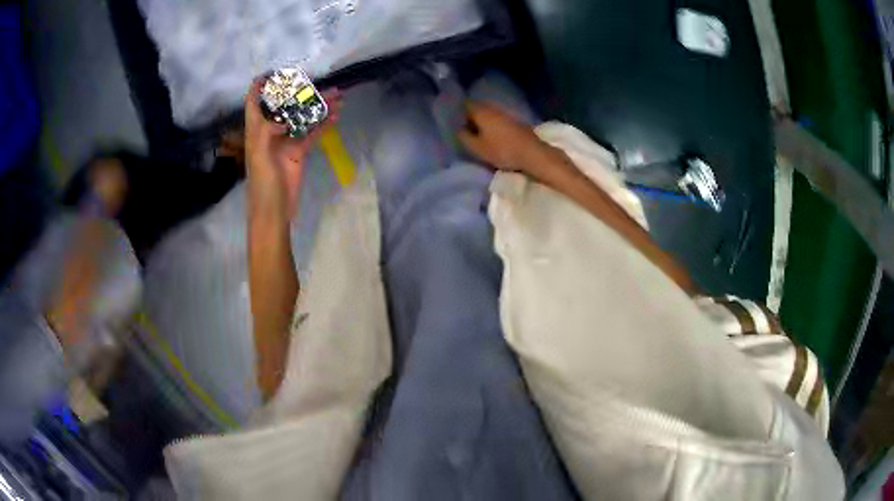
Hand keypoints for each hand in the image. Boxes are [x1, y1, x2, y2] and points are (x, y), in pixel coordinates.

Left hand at [244, 79, 341, 217]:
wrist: (274, 210)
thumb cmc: (261, 184)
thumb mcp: (259, 156)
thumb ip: (266, 132)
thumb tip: (284, 117)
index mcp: (255, 130)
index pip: (254, 102)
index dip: (259, 86)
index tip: (271, 73)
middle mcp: (270, 131)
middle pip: (285, 106)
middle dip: (300, 92)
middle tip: (318, 81)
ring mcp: (286, 140)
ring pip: (303, 117)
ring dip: (318, 106)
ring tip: (337, 95)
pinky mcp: (299, 151)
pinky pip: (312, 133)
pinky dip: (324, 124)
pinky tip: (336, 115)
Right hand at [458, 101, 544, 174]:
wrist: (532, 153)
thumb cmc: (502, 150)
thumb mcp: (477, 148)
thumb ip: (464, 137)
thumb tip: (459, 129)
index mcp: (482, 112)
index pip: (466, 104)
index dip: (460, 111)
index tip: (457, 122)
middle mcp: (494, 108)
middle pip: (479, 108)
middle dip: (472, 117)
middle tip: (467, 130)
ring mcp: (507, 114)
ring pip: (490, 114)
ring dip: (484, 122)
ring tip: (480, 135)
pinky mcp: (517, 122)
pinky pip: (500, 120)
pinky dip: (495, 125)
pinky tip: (495, 136)